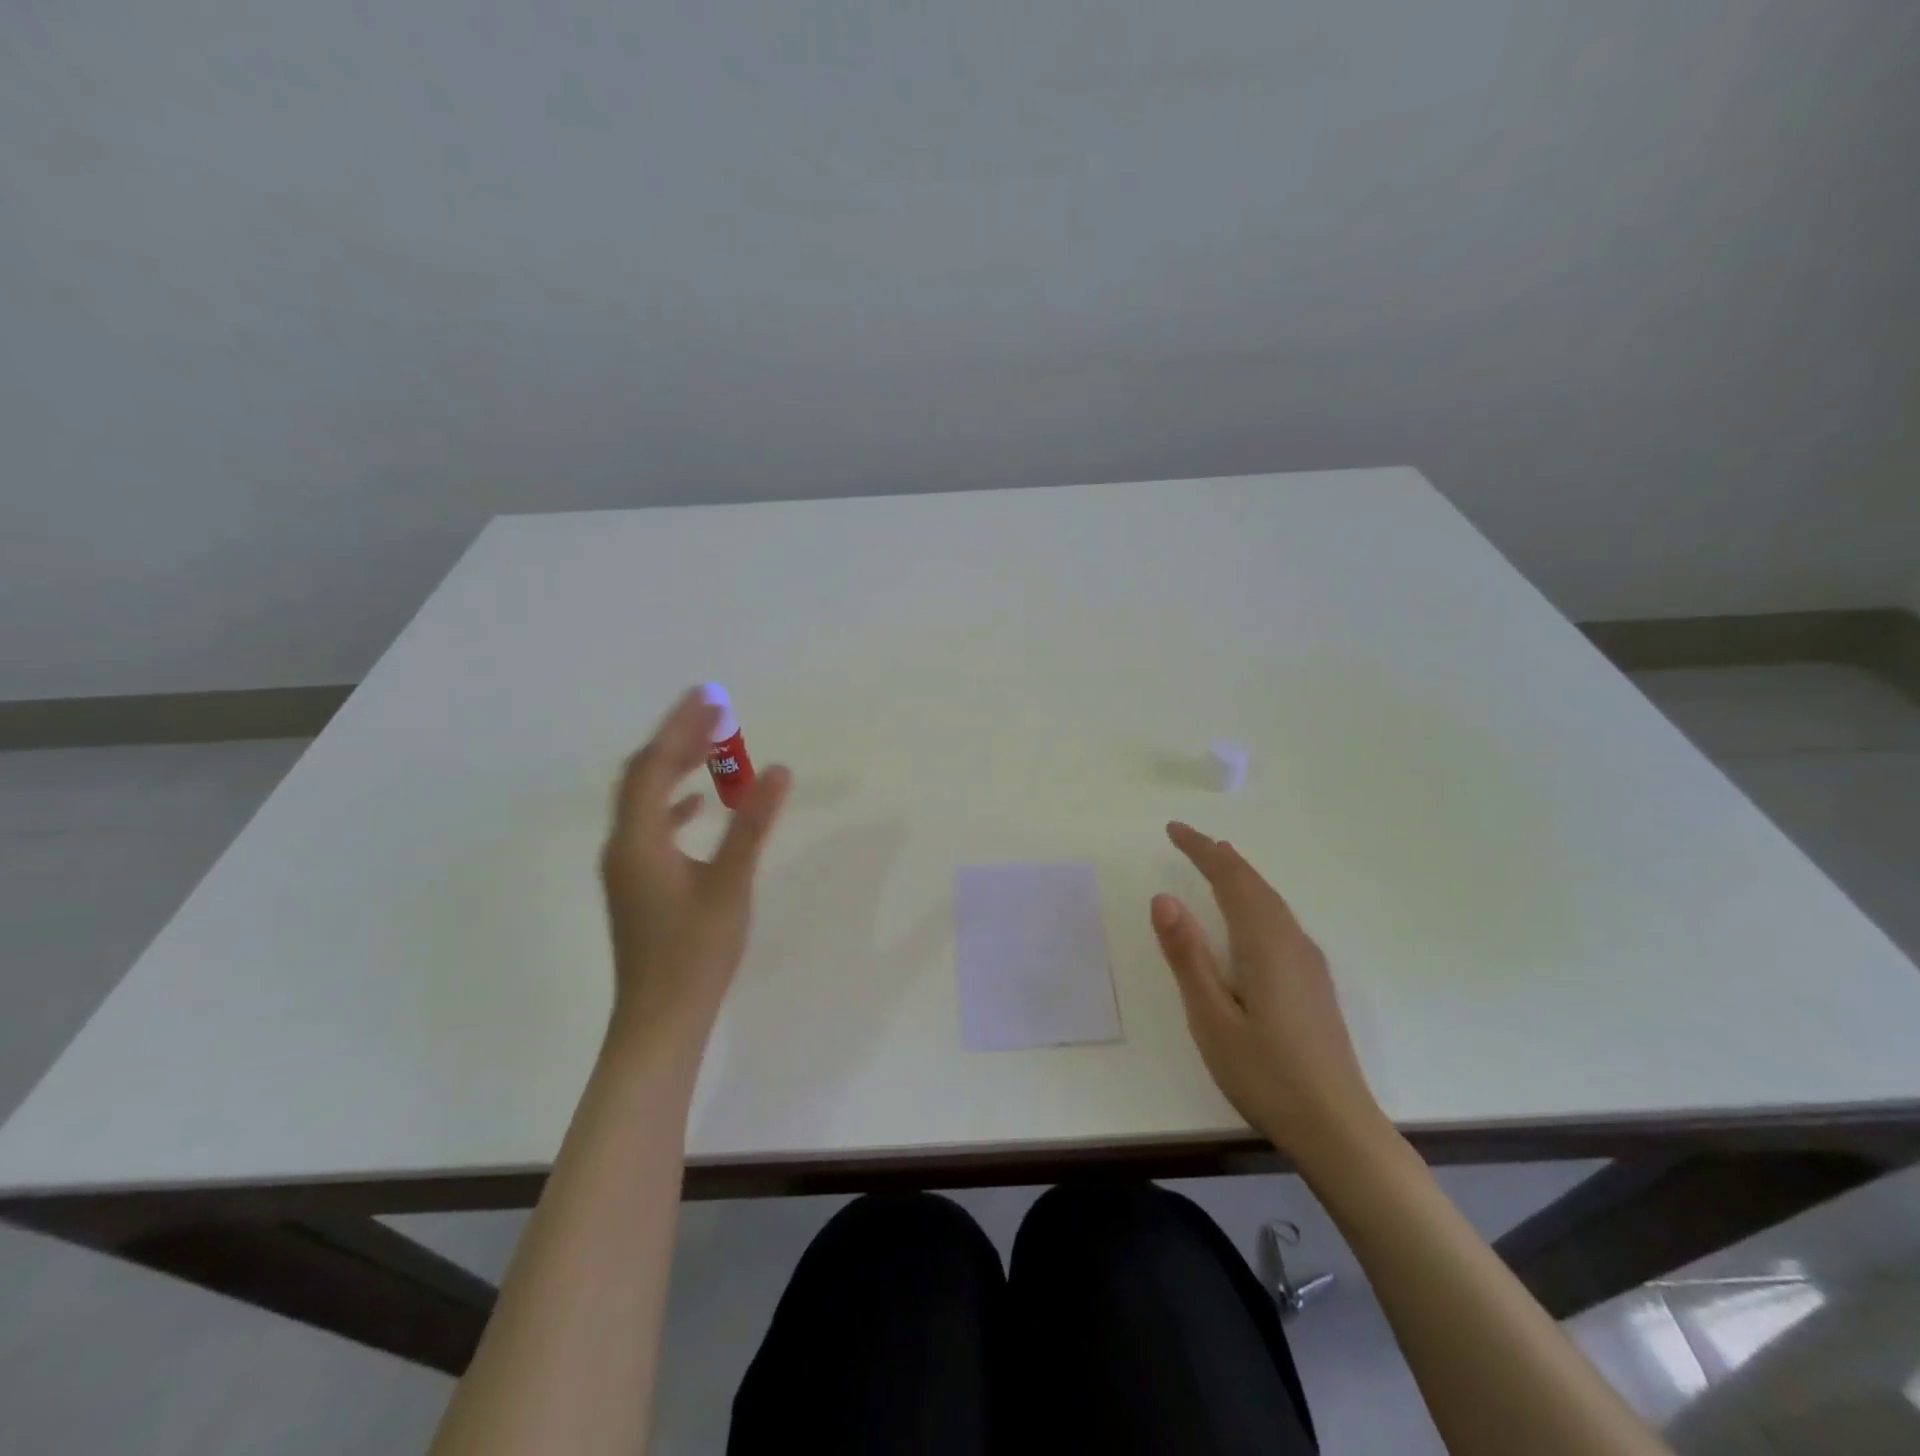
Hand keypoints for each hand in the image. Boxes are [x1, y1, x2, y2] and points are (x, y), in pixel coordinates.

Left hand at [600, 687, 790, 1058]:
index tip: (706, 698)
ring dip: (675, 769)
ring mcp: (626, 866)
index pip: (654, 766)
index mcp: (638, 839)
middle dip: (676, 741)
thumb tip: (777, 770)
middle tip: (714, 715)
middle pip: (642, 776)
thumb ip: (752, 824)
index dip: (679, 728)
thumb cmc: (696, 952)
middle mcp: (622, 845)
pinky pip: (650, 825)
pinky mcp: (636, 883)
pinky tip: (698, 806)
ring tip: (710, 749)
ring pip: (645, 800)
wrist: (660, 1019)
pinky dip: (673, 804)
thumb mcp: (730, 884)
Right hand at [1151, 822, 1384, 1164]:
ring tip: (1216, 863)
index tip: (1173, 830)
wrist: (1338, 1127)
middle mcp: (1291, 942)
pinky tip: (1249, 916)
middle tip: (1188, 840)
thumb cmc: (1265, 1073)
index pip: (1230, 878)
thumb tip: (1163, 898)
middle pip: (1254, 884)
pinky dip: (1255, 899)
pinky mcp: (1314, 982)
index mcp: (1264, 943)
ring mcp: (1308, 962)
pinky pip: (1279, 919)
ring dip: (1240, 876)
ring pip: (1271, 901)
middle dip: (1220, 857)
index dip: (1201, 850)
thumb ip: (1187, 956)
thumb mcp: (1210, 1017)